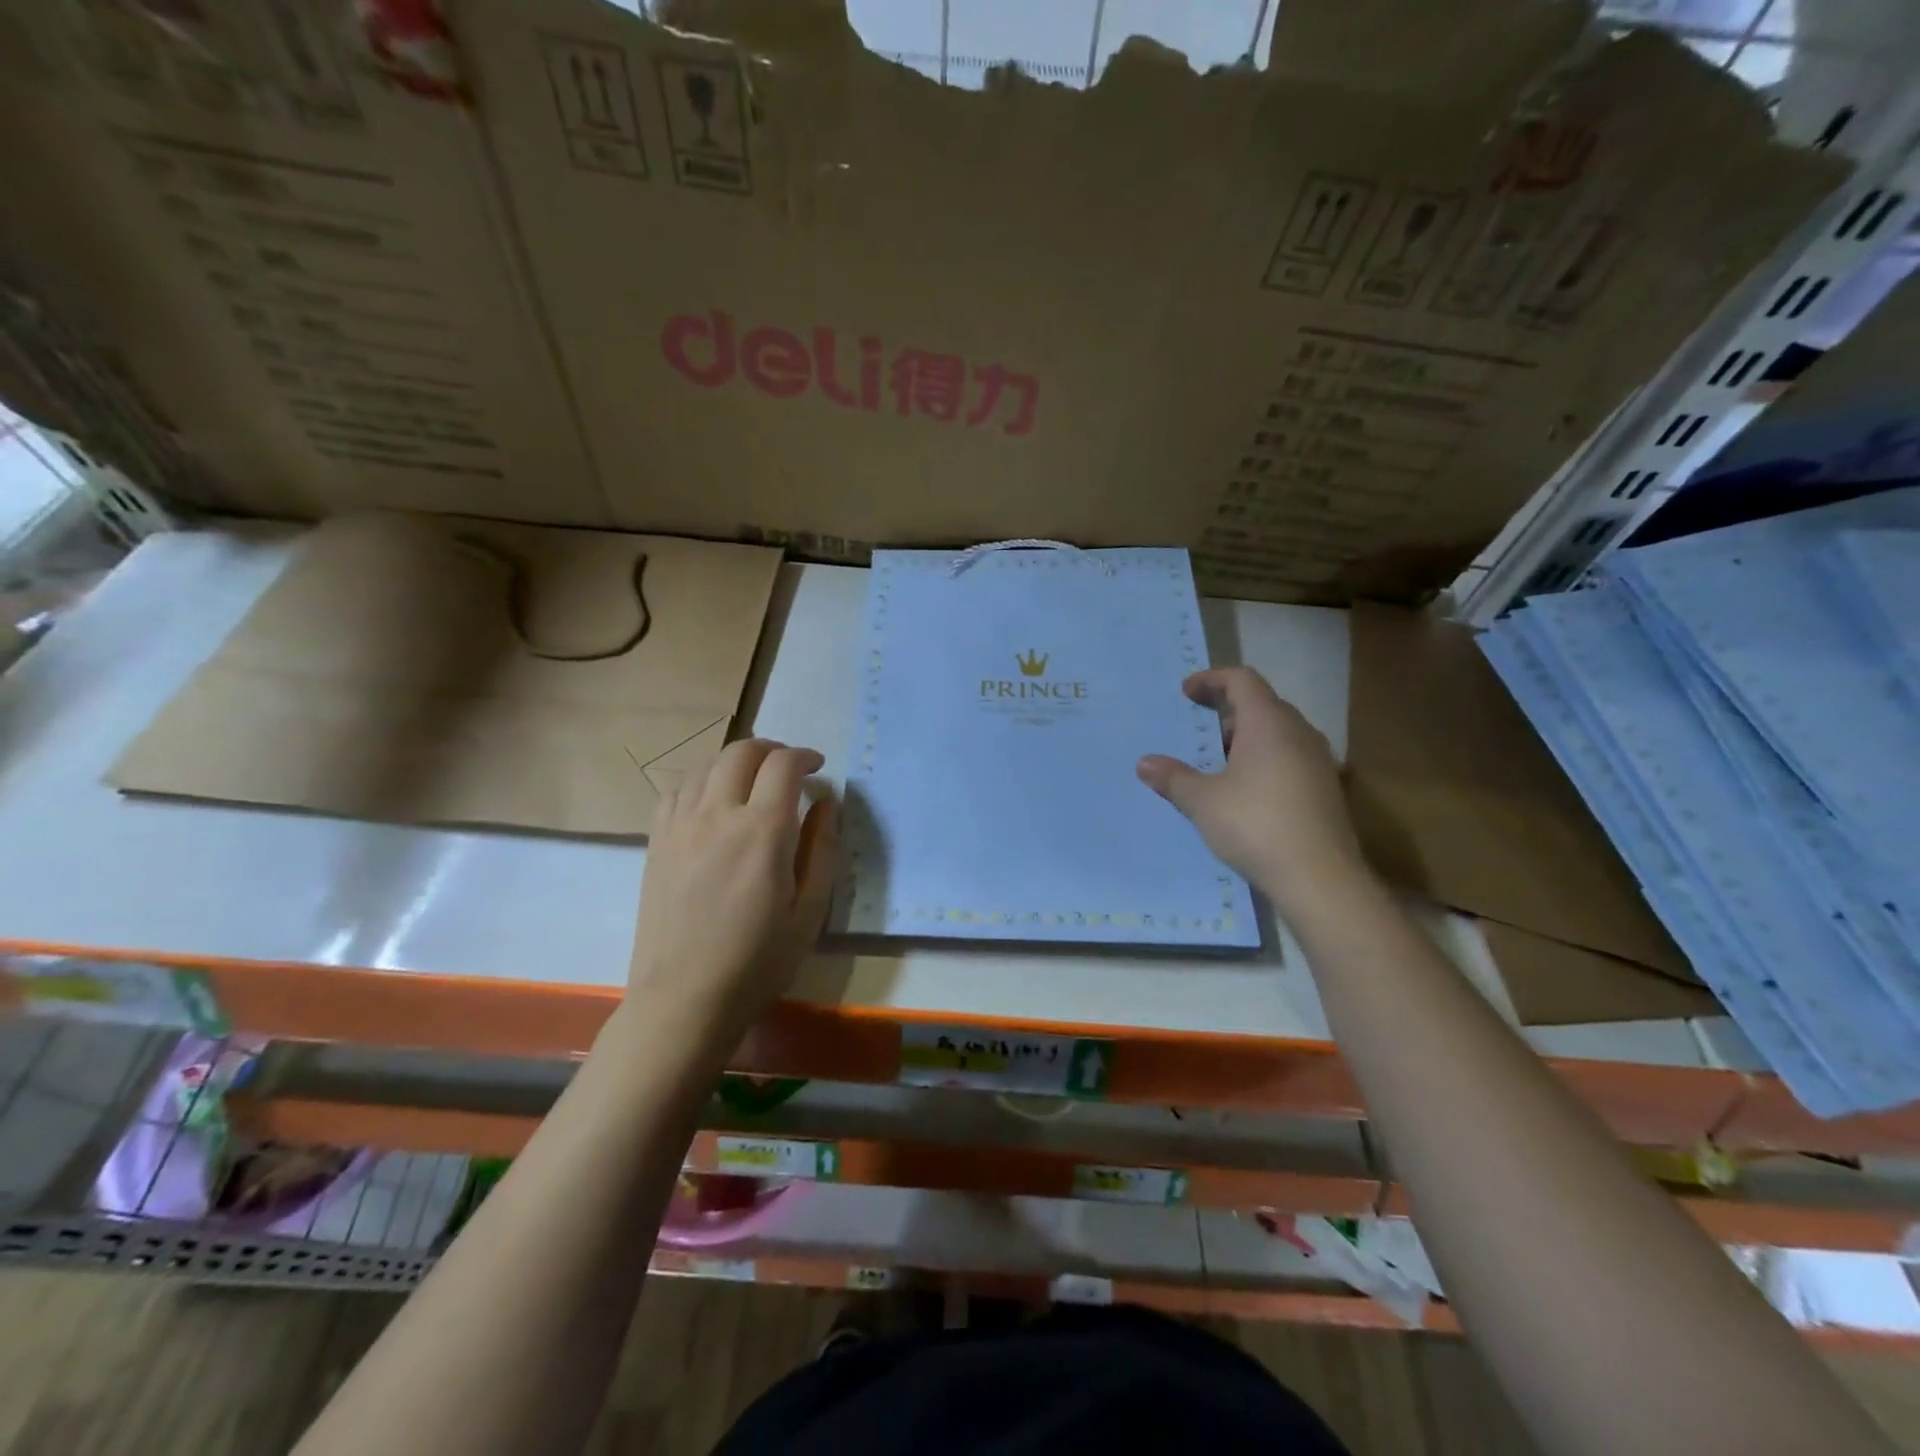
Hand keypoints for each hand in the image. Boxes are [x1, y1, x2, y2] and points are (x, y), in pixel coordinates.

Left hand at [627, 739, 837, 1038]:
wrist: (684, 999)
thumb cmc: (758, 961)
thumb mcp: (810, 911)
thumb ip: (822, 848)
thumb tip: (826, 802)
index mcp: (762, 831)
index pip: (783, 765)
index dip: (805, 756)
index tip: (818, 768)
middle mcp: (717, 815)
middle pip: (742, 751)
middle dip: (772, 750)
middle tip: (789, 769)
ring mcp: (680, 825)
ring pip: (707, 764)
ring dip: (736, 762)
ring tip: (753, 782)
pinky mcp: (656, 841)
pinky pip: (677, 789)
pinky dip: (702, 781)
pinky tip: (712, 802)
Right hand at [1137, 667, 1367, 912]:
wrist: (1319, 877)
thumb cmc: (1255, 824)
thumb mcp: (1202, 801)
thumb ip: (1173, 777)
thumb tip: (1144, 763)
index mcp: (1268, 723)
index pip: (1242, 680)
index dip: (1211, 679)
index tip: (1186, 693)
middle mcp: (1298, 732)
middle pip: (1262, 704)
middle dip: (1227, 711)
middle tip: (1199, 731)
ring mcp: (1318, 761)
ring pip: (1278, 733)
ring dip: (1246, 738)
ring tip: (1217, 763)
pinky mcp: (1325, 789)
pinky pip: (1290, 758)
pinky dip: (1264, 761)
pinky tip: (1244, 792)